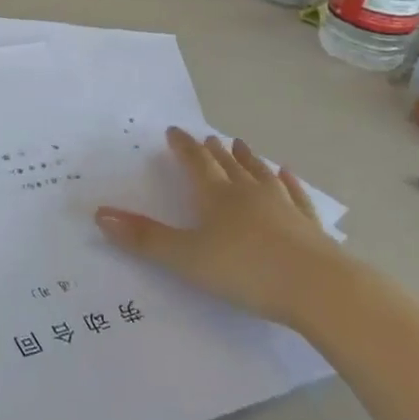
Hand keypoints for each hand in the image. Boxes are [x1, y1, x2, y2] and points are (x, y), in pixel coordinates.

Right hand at [95, 128, 340, 325]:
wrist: (320, 289)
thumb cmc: (246, 271)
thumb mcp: (186, 258)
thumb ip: (144, 239)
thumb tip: (99, 214)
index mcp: (216, 197)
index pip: (195, 163)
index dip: (182, 147)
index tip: (174, 130)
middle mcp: (248, 193)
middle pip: (228, 165)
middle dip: (213, 151)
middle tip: (206, 136)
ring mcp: (283, 207)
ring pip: (261, 175)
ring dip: (248, 159)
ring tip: (241, 144)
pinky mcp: (310, 226)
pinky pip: (296, 196)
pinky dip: (289, 183)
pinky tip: (288, 174)